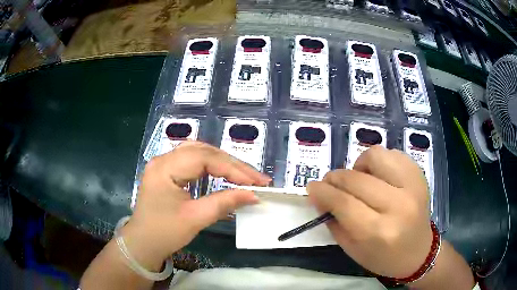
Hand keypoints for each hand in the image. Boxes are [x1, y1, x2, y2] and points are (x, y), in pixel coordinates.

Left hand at [124, 141, 270, 261]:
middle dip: (232, 164)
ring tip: (244, 174)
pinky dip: (212, 165)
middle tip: (256, 178)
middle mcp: (163, 159)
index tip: (257, 182)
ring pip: (199, 152)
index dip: (234, 169)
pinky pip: (193, 160)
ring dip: (223, 162)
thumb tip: (253, 195)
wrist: (142, 244)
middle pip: (203, 151)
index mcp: (165, 168)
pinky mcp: (167, 171)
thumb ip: (225, 203)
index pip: (205, 158)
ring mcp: (164, 163)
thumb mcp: (196, 219)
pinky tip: (223, 172)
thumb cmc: (164, 233)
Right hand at [307, 145, 432, 277]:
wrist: (419, 253)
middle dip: (335, 178)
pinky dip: (379, 161)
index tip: (311, 187)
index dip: (323, 192)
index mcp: (379, 231)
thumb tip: (319, 197)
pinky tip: (378, 176)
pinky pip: (393, 154)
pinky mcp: (419, 176)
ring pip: (376, 156)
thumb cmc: (384, 258)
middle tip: (329, 184)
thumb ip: (334, 222)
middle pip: (356, 179)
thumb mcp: (352, 249)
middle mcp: (398, 205)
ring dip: (359, 166)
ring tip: (359, 179)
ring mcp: (413, 186)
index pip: (344, 202)